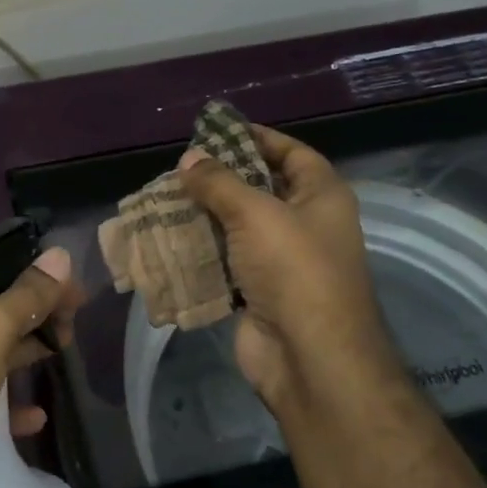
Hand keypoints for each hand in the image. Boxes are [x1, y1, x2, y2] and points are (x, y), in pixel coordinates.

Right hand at [178, 126, 401, 415]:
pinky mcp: (258, 292)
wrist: (308, 356)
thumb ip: (219, 182)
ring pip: (237, 228)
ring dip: (204, 217)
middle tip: (180, 170)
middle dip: (220, 179)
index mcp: (322, 196)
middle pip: (260, 190)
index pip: (292, 153)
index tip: (217, 131)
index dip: (258, 138)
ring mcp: (282, 261)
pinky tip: (169, 240)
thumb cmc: (293, 269)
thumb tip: (190, 159)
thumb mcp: (255, 212)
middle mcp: (306, 224)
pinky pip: (225, 262)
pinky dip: (201, 252)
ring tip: (164, 200)